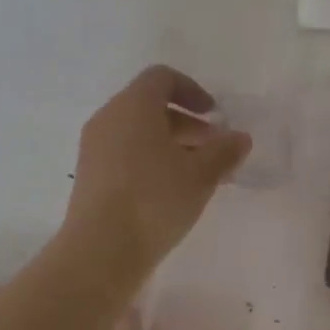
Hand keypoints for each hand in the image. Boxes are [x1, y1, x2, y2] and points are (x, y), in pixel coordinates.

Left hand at [62, 65, 251, 274]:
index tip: (214, 114)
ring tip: (197, 173)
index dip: (192, 90)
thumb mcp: (200, 174)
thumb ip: (224, 151)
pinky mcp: (89, 176)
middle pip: (149, 105)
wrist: (100, 252)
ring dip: (170, 144)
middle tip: (212, 147)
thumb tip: (240, 137)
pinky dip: (150, 161)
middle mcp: (109, 118)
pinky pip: (124, 153)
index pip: (162, 77)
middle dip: (186, 122)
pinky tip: (171, 192)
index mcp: (133, 105)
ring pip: (137, 132)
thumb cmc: (154, 199)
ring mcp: (94, 148)